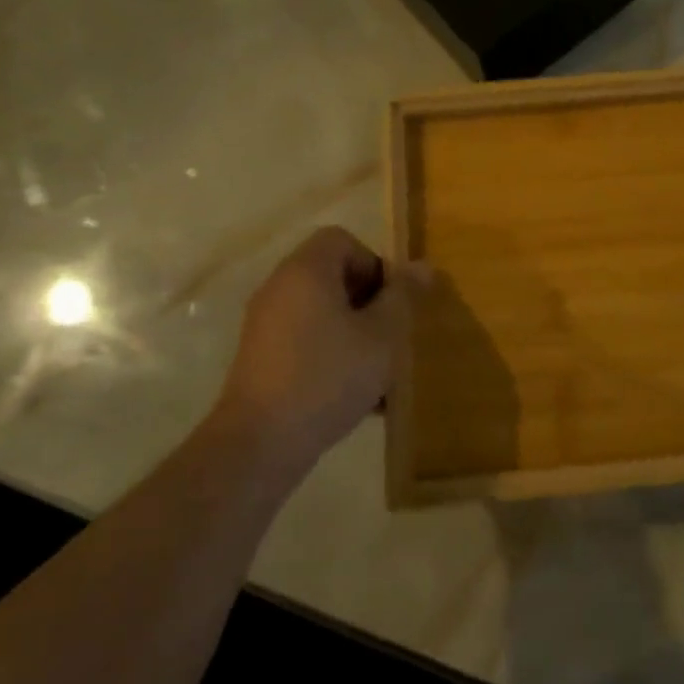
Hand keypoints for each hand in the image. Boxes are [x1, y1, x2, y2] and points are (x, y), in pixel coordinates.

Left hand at [206, 226, 424, 479]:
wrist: (262, 443)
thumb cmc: (329, 377)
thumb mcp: (382, 336)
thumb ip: (403, 297)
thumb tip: (422, 266)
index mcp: (306, 272)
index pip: (342, 240)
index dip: (374, 263)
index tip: (391, 302)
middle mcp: (280, 289)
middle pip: (333, 276)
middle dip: (369, 303)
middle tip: (390, 336)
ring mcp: (265, 325)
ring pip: (323, 313)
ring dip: (356, 333)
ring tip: (380, 374)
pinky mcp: (261, 358)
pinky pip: (307, 341)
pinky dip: (333, 355)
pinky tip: (357, 397)